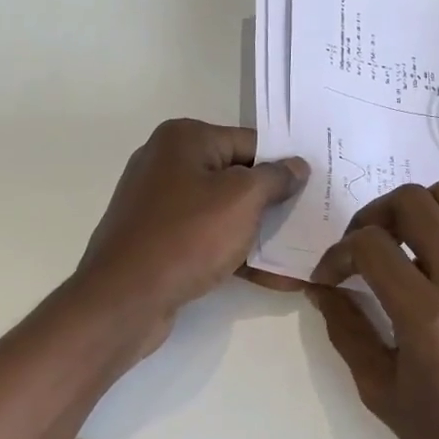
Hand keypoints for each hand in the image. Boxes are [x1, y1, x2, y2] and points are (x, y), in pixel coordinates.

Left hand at [73, 119, 307, 352]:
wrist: (124, 299)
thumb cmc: (187, 236)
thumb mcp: (242, 199)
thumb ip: (275, 177)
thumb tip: (296, 166)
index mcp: (184, 139)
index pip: (250, 143)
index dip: (284, 165)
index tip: (314, 188)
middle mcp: (167, 163)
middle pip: (236, 177)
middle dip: (273, 201)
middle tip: (311, 218)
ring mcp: (160, 204)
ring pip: (224, 211)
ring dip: (259, 232)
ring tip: (299, 251)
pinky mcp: (159, 240)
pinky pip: (207, 239)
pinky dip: (236, 253)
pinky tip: (274, 276)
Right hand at [307, 181, 438, 438]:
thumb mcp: (380, 390)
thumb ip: (346, 329)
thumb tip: (322, 288)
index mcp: (430, 318)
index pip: (371, 245)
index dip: (337, 253)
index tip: (329, 278)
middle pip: (413, 200)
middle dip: (372, 215)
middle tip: (361, 249)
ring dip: (413, 212)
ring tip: (397, 246)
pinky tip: (436, 280)